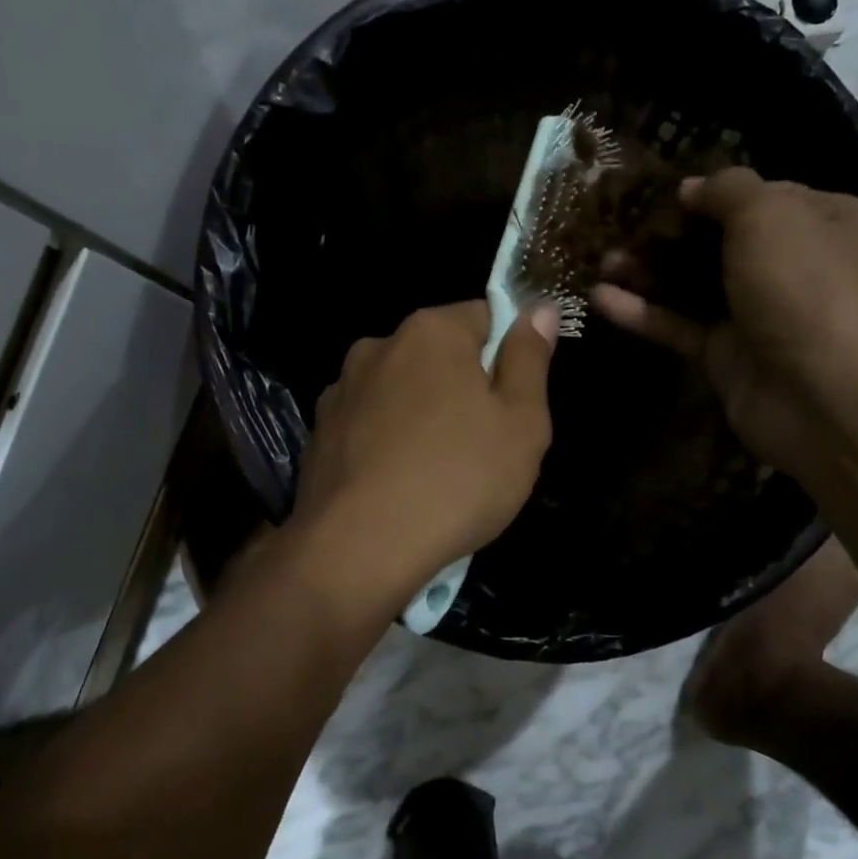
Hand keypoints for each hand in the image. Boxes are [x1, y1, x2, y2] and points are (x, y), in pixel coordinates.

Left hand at [288, 301, 556, 601]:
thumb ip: (530, 359)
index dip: (507, 355)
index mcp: (431, 331)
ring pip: (401, 391)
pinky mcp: (319, 433)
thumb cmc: (458, 480)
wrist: (359, 549)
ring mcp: (341, 390)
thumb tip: (538, 308)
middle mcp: (378, 346)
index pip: (484, 316)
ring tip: (436, 473)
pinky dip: (387, 443)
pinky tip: (397, 485)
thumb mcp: (521, 423)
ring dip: (421, 415)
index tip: (514, 404)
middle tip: (483, 446)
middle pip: (438, 355)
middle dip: (463, 388)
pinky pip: (369, 425)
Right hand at [591, 169, 857, 467]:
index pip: (760, 196)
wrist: (827, 398)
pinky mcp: (726, 355)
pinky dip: (643, 313)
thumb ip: (728, 190)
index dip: (712, 193)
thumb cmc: (806, 286)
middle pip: (720, 241)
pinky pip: (679, 326)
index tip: (661, 195)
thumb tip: (692, 188)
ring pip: (694, 284)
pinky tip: (599, 299)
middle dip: (670, 234)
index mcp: (821, 221)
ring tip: (601, 261)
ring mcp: (757, 314)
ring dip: (648, 271)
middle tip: (620, 228)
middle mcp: (792, 265)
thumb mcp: (770, 214)